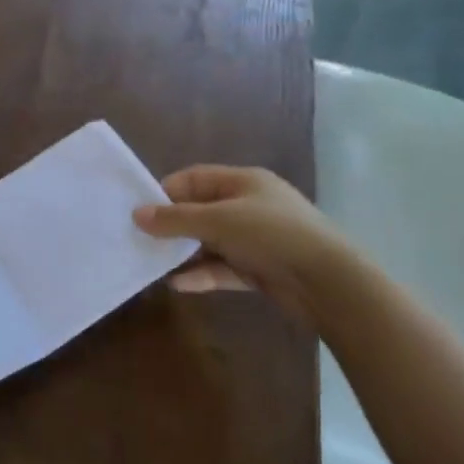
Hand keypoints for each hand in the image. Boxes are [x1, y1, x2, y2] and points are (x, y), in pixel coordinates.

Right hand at [133, 165, 351, 311]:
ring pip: (209, 242)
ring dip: (184, 253)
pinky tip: (177, 284)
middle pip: (200, 211)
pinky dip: (202, 274)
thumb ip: (176, 219)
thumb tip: (136, 215)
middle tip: (139, 239)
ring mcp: (255, 239)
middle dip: (171, 225)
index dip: (166, 191)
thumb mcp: (219, 221)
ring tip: (152, 263)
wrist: (328, 281)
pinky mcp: (259, 270)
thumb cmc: (272, 235)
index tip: (139, 211)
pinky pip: (222, 268)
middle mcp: (248, 206)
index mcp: (243, 182)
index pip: (195, 179)